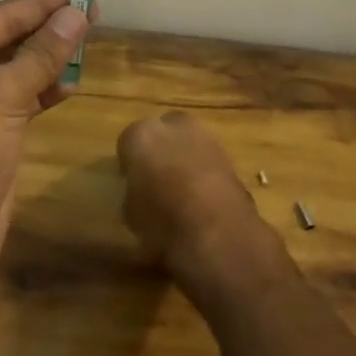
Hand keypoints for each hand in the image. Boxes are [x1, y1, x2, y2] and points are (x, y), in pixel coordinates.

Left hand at [0, 0, 92, 266]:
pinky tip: (71, 83)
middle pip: (10, 38)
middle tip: (94, 13)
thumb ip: (42, 53)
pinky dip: (45, 88)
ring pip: (18, 67)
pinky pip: (22, 96)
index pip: (1, 16)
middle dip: (49, 29)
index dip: (43, 4)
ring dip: (51, 58)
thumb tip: (78, 13)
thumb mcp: (3, 96)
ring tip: (89, 42)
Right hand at [116, 111, 273, 292]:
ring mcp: (205, 135)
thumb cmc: (162, 221)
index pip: (127, 142)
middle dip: (159, 149)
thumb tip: (141, 192)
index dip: (129, 163)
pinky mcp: (228, 152)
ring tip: (182, 188)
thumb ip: (134, 192)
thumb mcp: (131, 214)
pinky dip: (204, 169)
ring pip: (187, 140)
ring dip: (184, 156)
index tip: (131, 181)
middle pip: (161, 131)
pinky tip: (203, 195)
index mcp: (141, 135)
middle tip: (157, 179)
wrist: (217, 230)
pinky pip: (207, 156)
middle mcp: (173, 125)